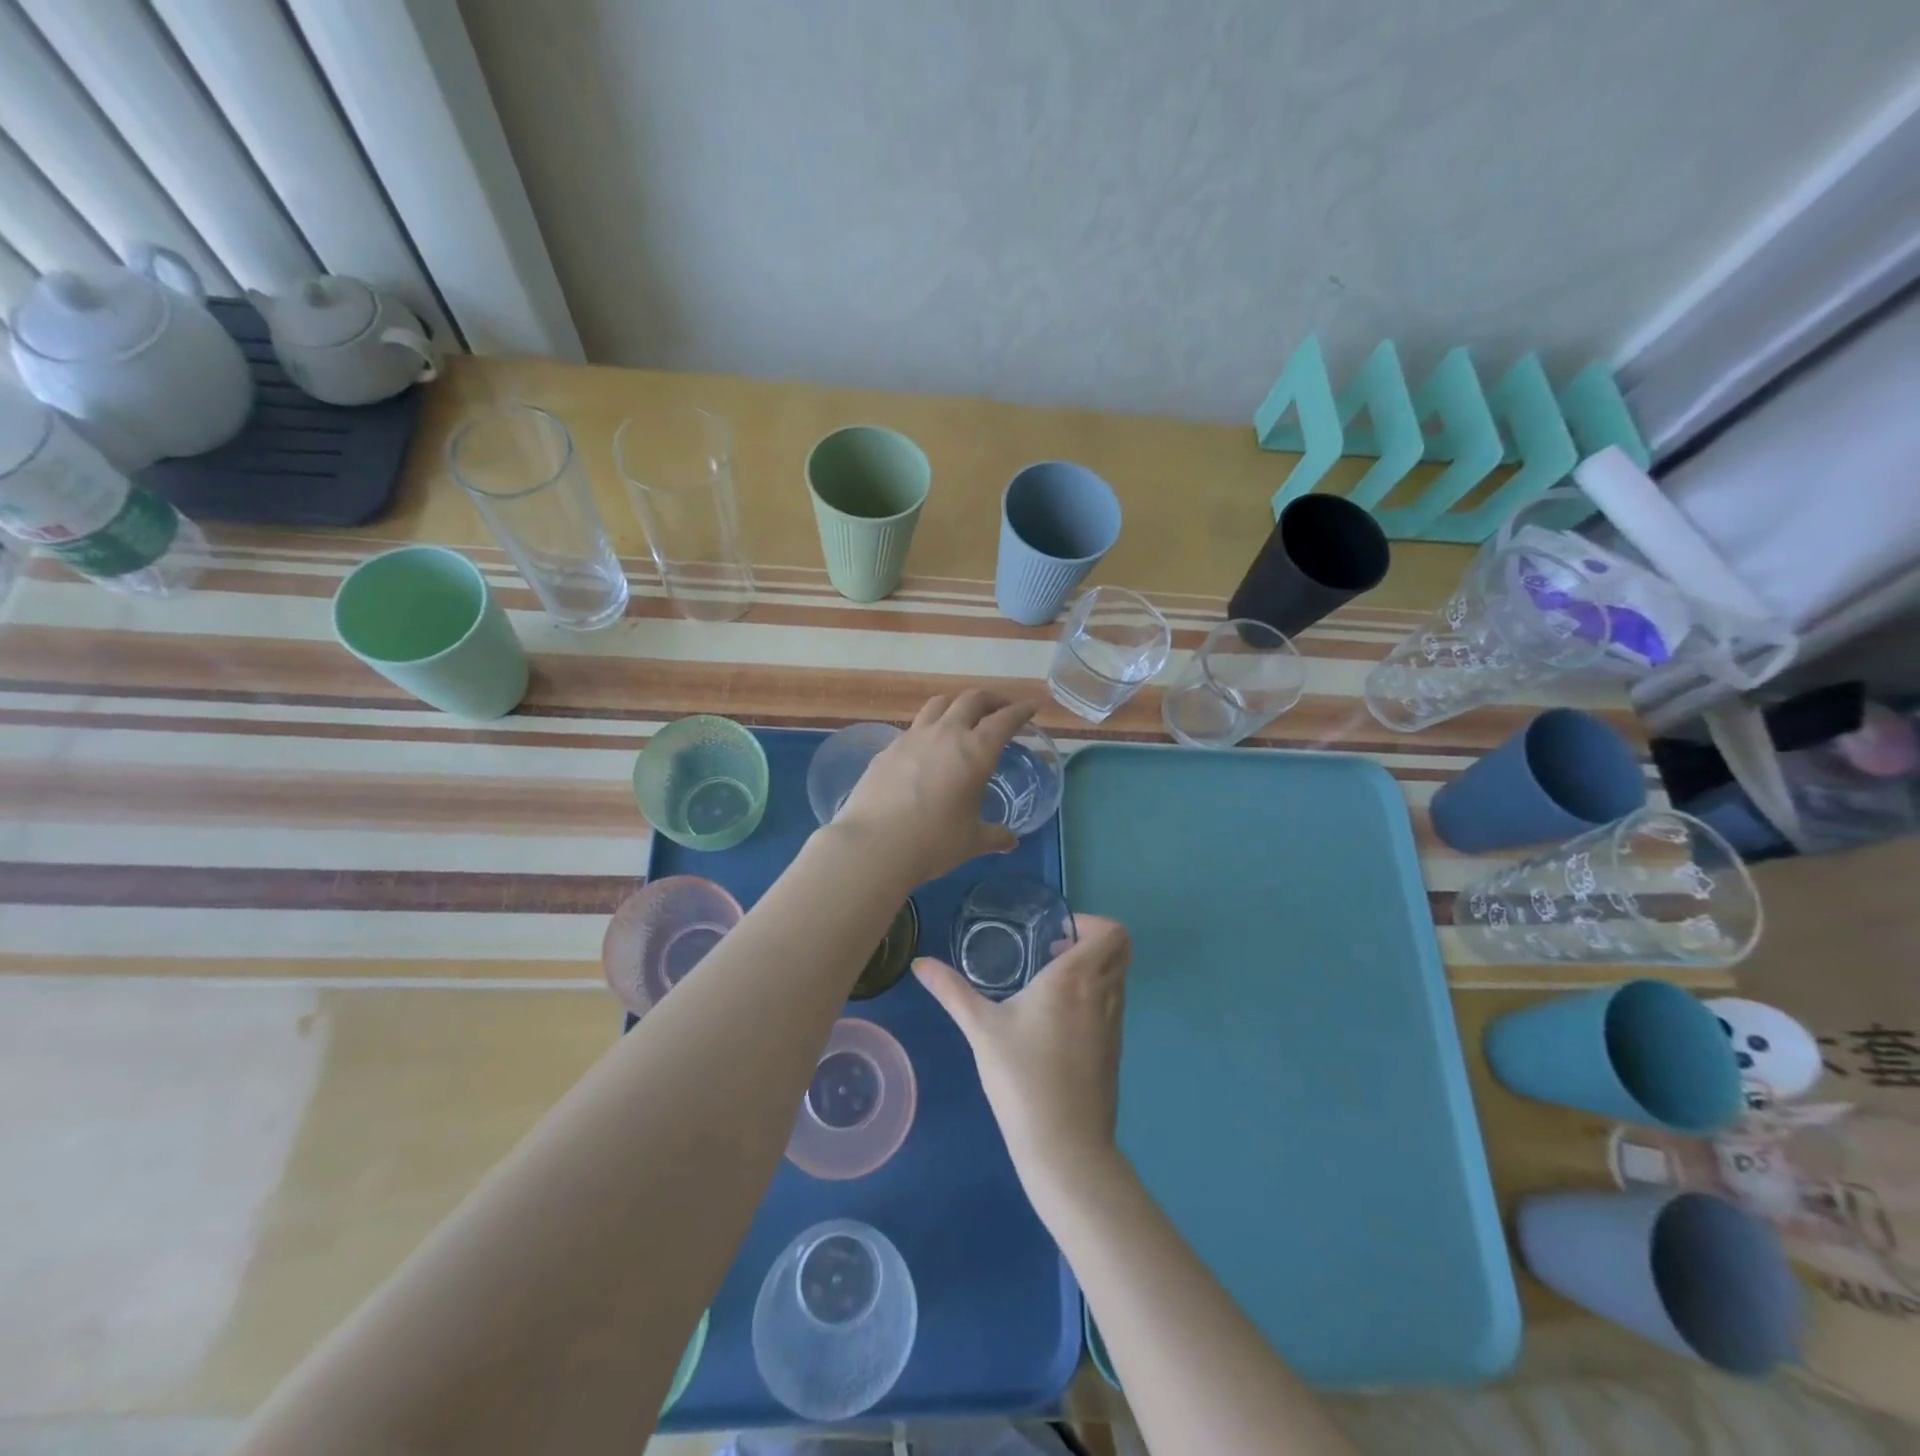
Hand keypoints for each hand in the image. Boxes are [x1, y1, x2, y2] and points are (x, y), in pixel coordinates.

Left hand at [830, 691, 1039, 887]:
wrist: (874, 845)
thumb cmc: (933, 843)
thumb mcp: (972, 842)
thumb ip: (994, 836)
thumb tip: (1010, 840)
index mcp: (975, 751)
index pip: (1004, 720)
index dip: (1021, 710)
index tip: (1031, 707)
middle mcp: (945, 734)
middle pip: (971, 699)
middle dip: (991, 699)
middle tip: (1000, 709)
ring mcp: (912, 737)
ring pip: (939, 704)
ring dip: (956, 704)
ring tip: (962, 716)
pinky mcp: (887, 749)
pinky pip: (914, 727)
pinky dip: (929, 728)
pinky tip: (927, 747)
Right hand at [914, 915, 1129, 1203]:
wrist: (1064, 1145)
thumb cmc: (1021, 1077)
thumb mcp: (981, 1029)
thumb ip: (951, 991)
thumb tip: (920, 962)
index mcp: (1076, 978)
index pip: (1112, 932)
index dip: (1091, 923)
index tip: (1056, 935)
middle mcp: (1103, 993)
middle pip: (1120, 949)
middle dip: (1092, 941)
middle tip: (1053, 951)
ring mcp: (1114, 1023)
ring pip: (1117, 977)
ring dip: (1093, 969)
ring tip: (1050, 984)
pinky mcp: (1115, 1049)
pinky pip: (1113, 1004)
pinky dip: (1095, 996)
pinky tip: (1057, 1020)